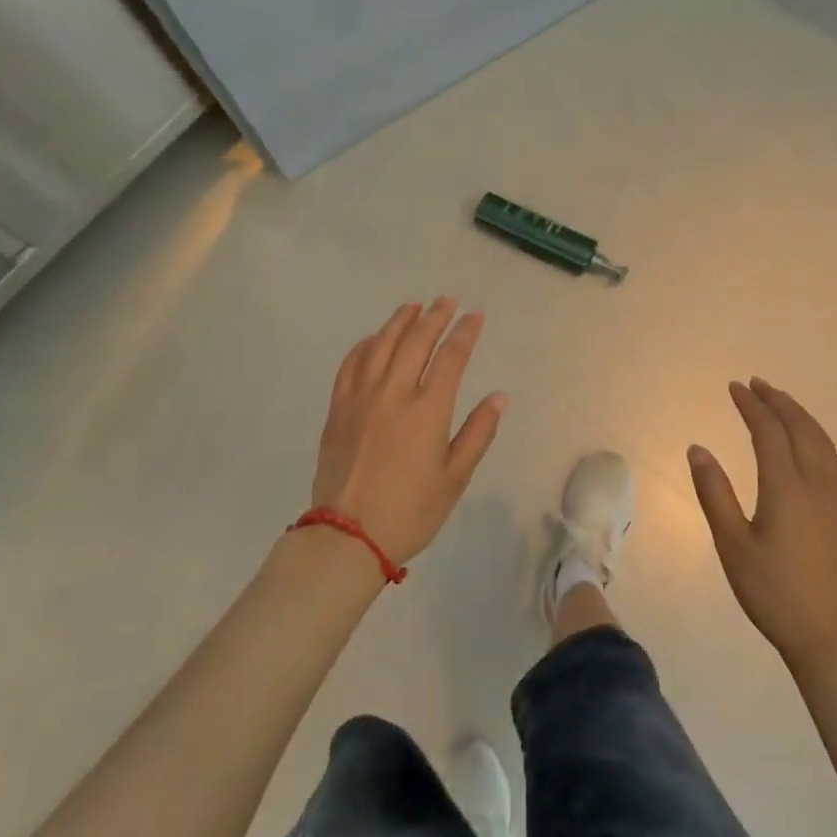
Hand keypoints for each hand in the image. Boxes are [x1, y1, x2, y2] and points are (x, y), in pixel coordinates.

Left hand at [312, 298, 505, 565]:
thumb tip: (499, 396)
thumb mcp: (455, 478)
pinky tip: (373, 338)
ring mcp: (361, 398)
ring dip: (399, 322)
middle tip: (446, 300)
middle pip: (416, 341)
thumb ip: (478, 433)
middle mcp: (394, 393)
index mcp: (428, 409)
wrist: (348, 536)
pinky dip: (364, 346)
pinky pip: (350, 365)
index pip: (451, 357)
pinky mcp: (338, 409)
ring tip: (412, 306)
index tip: (474, 316)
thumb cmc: (410, 510)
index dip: (464, 332)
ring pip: (381, 345)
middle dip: (434, 317)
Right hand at [688, 378, 836, 671]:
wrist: (835, 637)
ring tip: (783, 405)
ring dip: (802, 417)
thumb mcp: (732, 545)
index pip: (768, 431)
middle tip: (758, 384)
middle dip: (778, 401)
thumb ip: (714, 493)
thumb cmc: (774, 592)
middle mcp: (819, 483)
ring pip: (824, 442)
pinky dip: (821, 441)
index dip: (751, 405)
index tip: (735, 387)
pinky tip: (816, 448)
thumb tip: (698, 449)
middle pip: (801, 428)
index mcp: (786, 486)